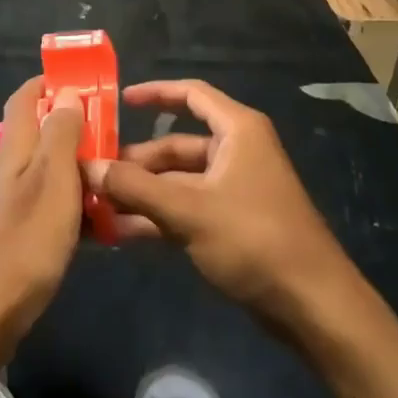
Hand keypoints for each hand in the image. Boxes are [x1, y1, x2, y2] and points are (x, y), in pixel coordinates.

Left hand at [0, 77, 84, 346]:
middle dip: (70, 129)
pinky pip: (39, 209)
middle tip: (110, 137)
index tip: (82, 80)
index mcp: (11, 151)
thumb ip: (61, 136)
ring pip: (40, 175)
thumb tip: (66, 94)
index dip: (48, 84)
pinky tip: (89, 229)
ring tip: (110, 182)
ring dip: (72, 172)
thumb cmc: (23, 245)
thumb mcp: (53, 183)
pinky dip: (64, 208)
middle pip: (34, 137)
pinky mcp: (2, 241)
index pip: (24, 100)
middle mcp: (1, 172)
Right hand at [83, 79, 358, 333]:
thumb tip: (87, 167)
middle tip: (92, 175)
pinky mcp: (231, 223)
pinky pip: (186, 208)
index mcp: (237, 131)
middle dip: (136, 161)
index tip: (118, 102)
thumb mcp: (189, 210)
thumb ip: (135, 187)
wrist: (311, 304)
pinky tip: (120, 232)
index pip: (192, 95)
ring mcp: (233, 189)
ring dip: (141, 193)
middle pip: (177, 145)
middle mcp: (236, 152)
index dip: (155, 93)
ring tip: (96, 206)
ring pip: (178, 181)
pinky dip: (157, 216)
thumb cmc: (254, 239)